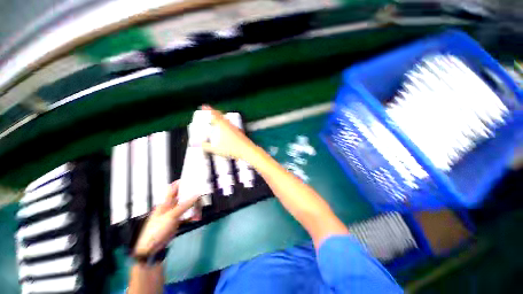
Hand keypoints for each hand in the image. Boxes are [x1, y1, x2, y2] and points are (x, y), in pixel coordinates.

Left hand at [134, 180, 199, 255]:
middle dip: (191, 196)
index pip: (173, 189)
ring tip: (199, 211)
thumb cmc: (157, 229)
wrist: (152, 248)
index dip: (180, 183)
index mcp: (165, 203)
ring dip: (193, 208)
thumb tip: (197, 194)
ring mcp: (174, 214)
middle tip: (201, 195)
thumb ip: (185, 205)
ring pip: (186, 207)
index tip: (190, 179)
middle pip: (182, 197)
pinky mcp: (177, 222)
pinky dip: (192, 216)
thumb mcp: (172, 215)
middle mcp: (170, 206)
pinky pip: (187, 216)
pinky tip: (196, 218)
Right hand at [200, 105, 258, 160]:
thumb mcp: (215, 149)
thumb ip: (207, 146)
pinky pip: (230, 125)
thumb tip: (202, 144)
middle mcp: (229, 124)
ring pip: (227, 120)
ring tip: (217, 120)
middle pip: (221, 116)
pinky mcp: (239, 132)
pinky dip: (226, 125)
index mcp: (222, 125)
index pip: (214, 115)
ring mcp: (235, 128)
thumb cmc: (230, 148)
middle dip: (214, 113)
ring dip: (221, 119)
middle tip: (210, 112)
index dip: (208, 110)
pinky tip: (227, 129)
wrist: (246, 150)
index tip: (204, 106)